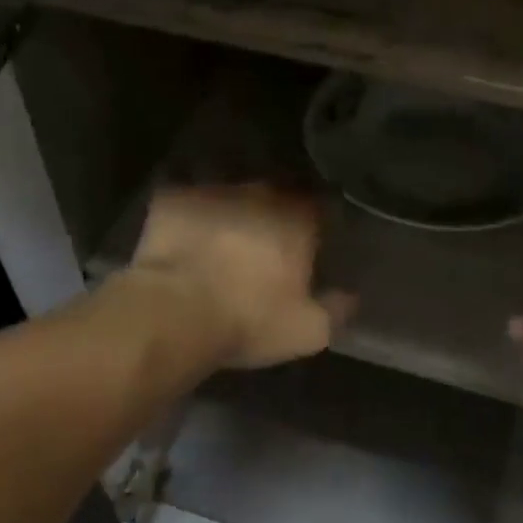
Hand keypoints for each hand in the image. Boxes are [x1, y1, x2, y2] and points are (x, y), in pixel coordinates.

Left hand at [130, 185, 354, 369]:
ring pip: (231, 196)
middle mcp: (259, 193)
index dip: (318, 225)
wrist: (173, 313)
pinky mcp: (171, 198)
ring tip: (225, 241)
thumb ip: (337, 309)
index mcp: (297, 219)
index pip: (320, 207)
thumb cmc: (249, 320)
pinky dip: (191, 217)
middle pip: (275, 197)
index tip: (313, 243)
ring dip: (233, 214)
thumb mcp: (309, 330)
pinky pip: (189, 203)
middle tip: (267, 245)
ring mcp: (213, 191)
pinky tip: (187, 238)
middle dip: (274, 216)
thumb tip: (350, 296)